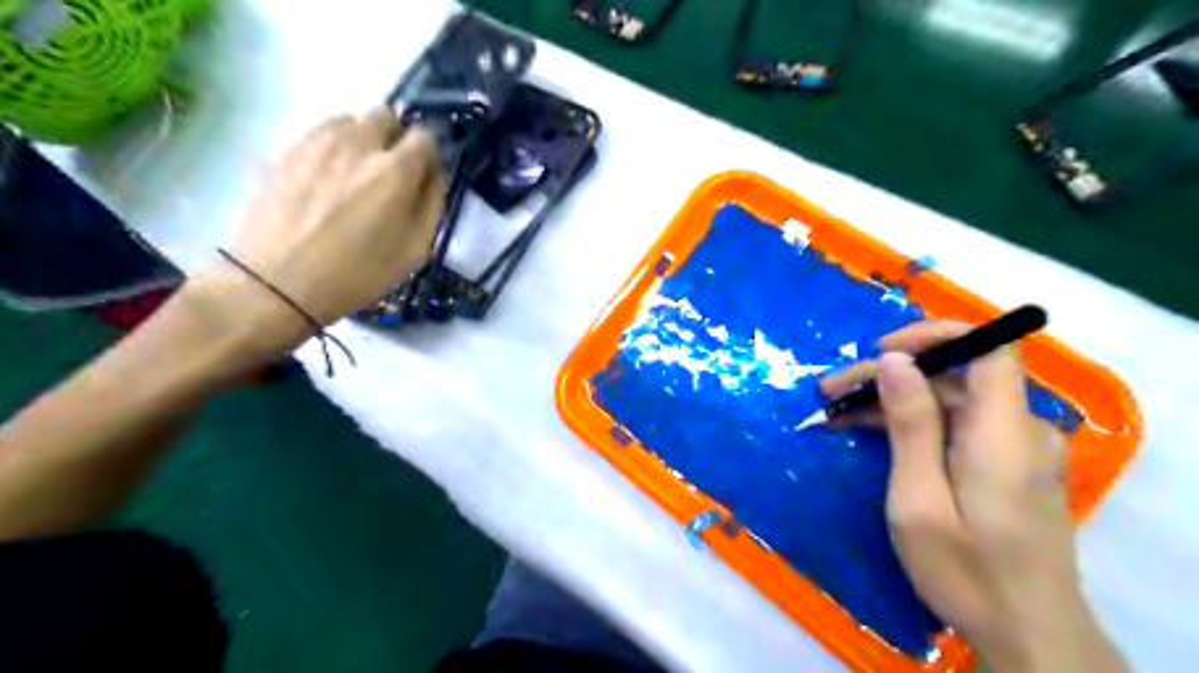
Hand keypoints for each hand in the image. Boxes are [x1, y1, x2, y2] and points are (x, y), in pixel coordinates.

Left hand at [187, 105, 443, 356]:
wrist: (278, 283)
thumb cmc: (357, 274)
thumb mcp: (414, 250)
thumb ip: (432, 203)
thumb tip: (432, 174)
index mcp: (395, 171)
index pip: (425, 137)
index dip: (429, 155)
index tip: (424, 175)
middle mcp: (358, 144)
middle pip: (387, 116)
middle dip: (395, 139)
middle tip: (390, 173)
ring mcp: (318, 141)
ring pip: (352, 119)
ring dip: (364, 140)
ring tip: (356, 176)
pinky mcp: (288, 148)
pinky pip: (321, 131)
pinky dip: (335, 145)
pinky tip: (329, 177)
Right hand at [822, 322, 1129, 671]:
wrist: (1028, 636)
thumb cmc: (966, 572)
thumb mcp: (919, 499)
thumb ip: (911, 425)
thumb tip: (895, 361)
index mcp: (1003, 432)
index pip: (988, 347)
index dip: (935, 335)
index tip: (882, 351)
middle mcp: (1018, 429)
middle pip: (954, 375)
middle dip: (889, 375)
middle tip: (830, 393)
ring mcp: (1015, 448)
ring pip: (950, 399)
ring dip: (893, 399)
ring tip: (837, 413)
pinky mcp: (1005, 465)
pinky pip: (957, 425)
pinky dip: (913, 422)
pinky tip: (871, 432)